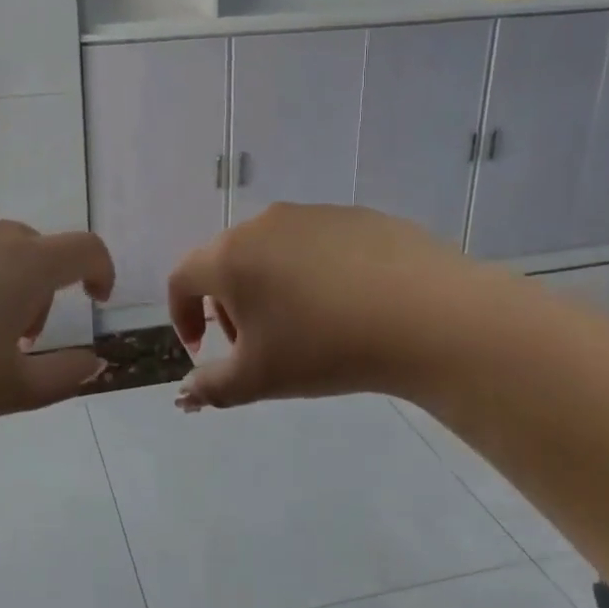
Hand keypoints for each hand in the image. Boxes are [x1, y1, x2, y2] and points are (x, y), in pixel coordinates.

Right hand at [168, 203, 470, 409]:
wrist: (427, 316)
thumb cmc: (326, 347)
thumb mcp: (260, 379)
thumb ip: (212, 387)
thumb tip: (186, 393)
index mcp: (230, 256)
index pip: (182, 278)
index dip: (181, 315)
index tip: (202, 348)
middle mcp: (263, 224)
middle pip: (226, 262)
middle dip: (228, 305)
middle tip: (255, 343)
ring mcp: (312, 214)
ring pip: (271, 250)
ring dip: (270, 286)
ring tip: (306, 325)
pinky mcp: (355, 216)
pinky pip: (316, 244)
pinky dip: (312, 272)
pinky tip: (346, 304)